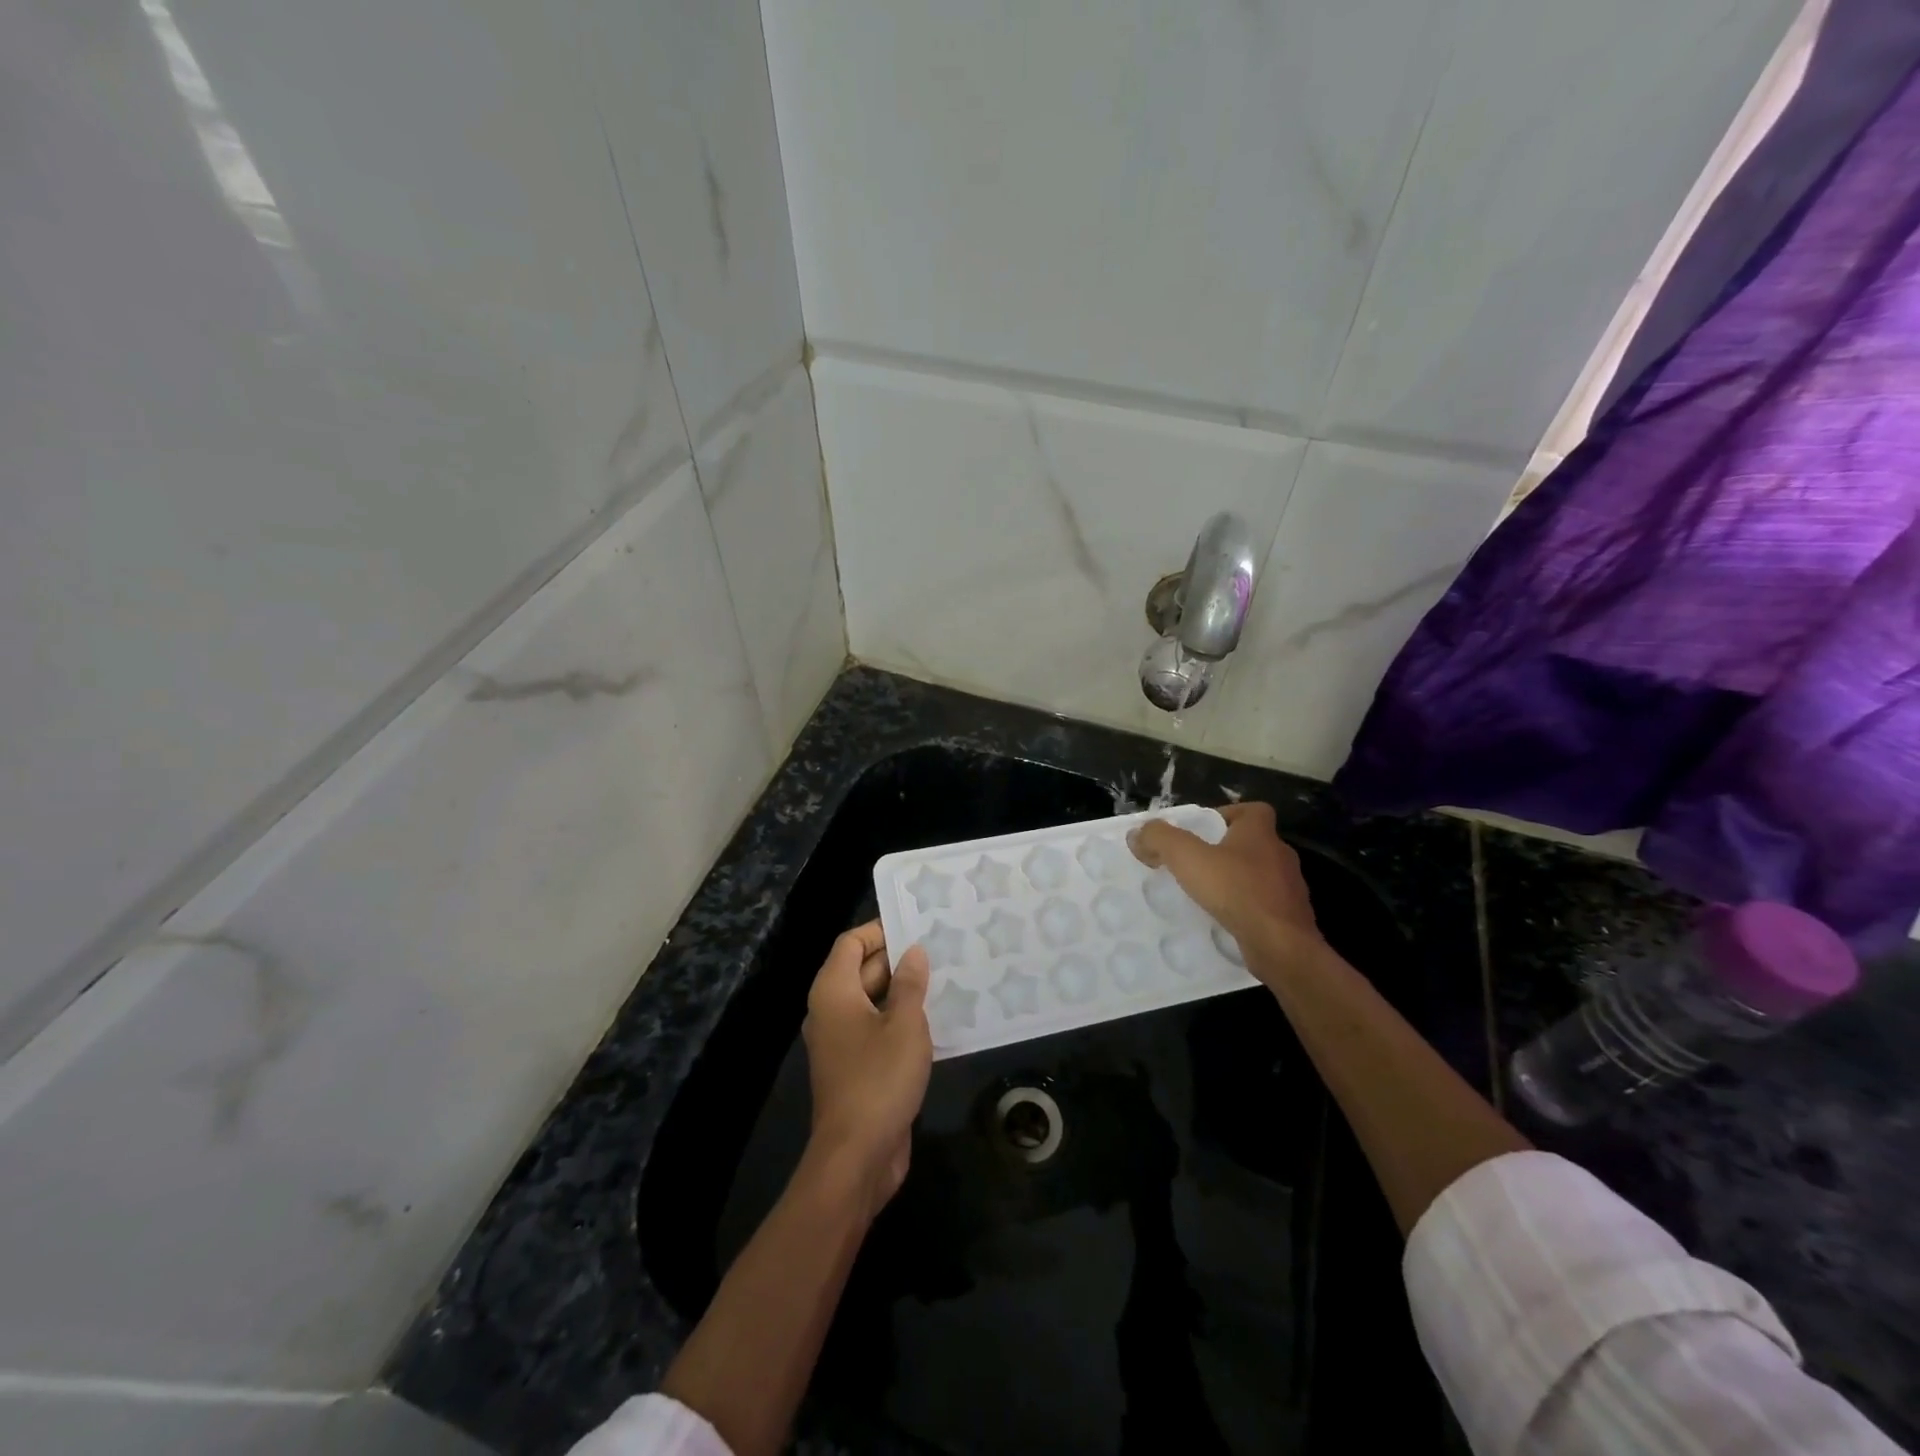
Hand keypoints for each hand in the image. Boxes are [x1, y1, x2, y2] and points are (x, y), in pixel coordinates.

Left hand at [801, 921, 931, 1216]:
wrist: (857, 1156)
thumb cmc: (879, 1079)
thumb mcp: (905, 1024)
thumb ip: (910, 983)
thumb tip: (914, 952)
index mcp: (834, 991)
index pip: (851, 943)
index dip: (881, 930)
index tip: (917, 926)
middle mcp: (831, 1010)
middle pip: (862, 970)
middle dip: (899, 959)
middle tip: (942, 948)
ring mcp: (842, 1041)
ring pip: (874, 1001)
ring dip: (905, 991)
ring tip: (947, 977)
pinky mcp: (856, 1067)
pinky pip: (878, 1029)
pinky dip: (902, 1020)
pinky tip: (938, 1019)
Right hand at [1129, 802, 1324, 984]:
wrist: (1282, 946)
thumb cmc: (1237, 891)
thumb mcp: (1188, 858)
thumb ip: (1160, 839)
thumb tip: (1137, 833)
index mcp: (1261, 833)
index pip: (1252, 810)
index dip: (1227, 815)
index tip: (1201, 832)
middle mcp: (1280, 855)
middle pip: (1251, 843)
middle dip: (1224, 851)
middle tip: (1194, 864)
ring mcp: (1289, 889)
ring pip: (1258, 876)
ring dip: (1234, 881)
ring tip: (1204, 895)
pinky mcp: (1290, 918)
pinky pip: (1262, 905)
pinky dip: (1244, 909)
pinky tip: (1222, 921)